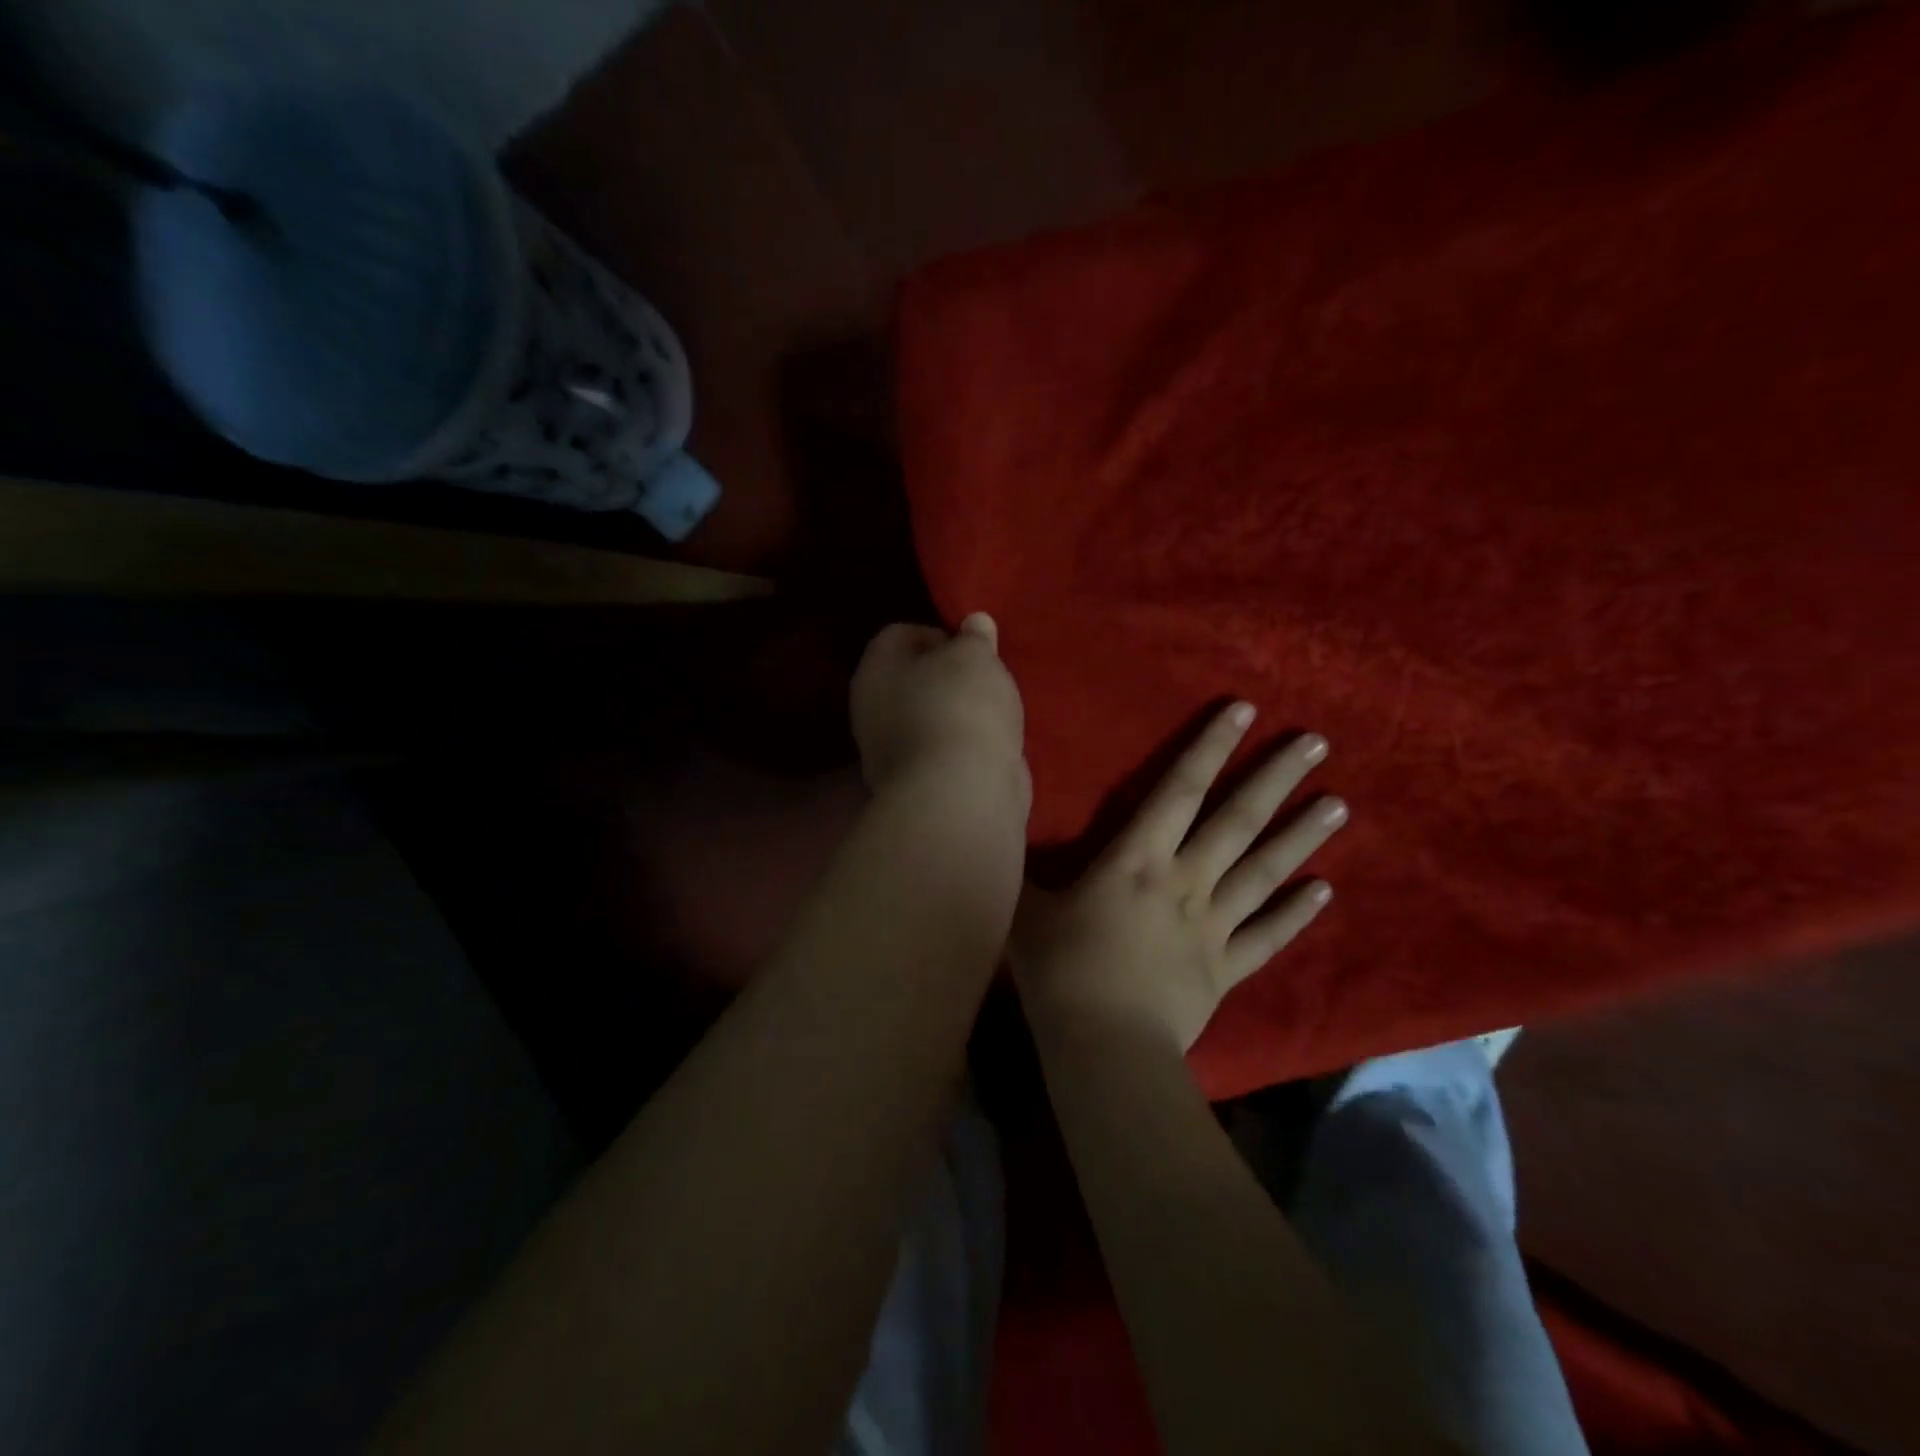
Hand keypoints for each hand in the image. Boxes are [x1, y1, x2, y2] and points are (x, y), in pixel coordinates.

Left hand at [850, 614, 1029, 808]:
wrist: (961, 794)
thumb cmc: (960, 708)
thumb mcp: (975, 656)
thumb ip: (974, 637)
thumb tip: (973, 624)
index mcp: (873, 672)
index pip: (897, 635)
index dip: (936, 633)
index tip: (971, 649)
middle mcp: (871, 712)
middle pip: (912, 681)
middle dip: (949, 679)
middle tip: (986, 680)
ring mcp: (891, 756)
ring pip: (928, 721)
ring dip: (958, 716)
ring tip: (996, 715)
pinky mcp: (918, 788)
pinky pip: (943, 754)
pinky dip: (964, 750)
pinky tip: (993, 749)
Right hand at [1012, 702, 1343, 1051]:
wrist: (1102, 1044)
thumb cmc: (1059, 969)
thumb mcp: (1027, 907)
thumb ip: (1024, 865)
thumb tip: (1005, 824)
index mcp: (1137, 859)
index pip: (1179, 790)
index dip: (1209, 747)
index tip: (1244, 711)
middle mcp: (1185, 881)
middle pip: (1236, 820)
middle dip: (1274, 778)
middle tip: (1316, 743)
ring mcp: (1212, 926)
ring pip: (1263, 871)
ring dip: (1301, 837)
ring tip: (1339, 804)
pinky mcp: (1226, 969)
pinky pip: (1268, 937)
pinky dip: (1297, 914)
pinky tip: (1325, 890)